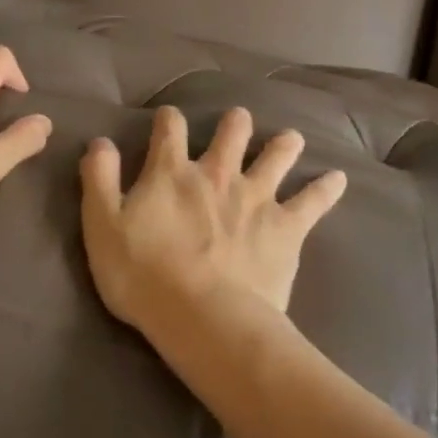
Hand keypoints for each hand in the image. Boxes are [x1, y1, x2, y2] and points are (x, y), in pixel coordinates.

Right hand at [79, 106, 346, 341]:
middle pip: (232, 133)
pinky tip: (338, 179)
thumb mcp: (102, 226)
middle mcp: (218, 174)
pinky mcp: (285, 226)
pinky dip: (326, 188)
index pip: (170, 130)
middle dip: (235, 123)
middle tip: (239, 120)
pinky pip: (313, 201)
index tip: (169, 119)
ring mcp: (256, 197)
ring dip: (283, 144)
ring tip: (290, 138)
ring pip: (276, 156)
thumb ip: (99, 179)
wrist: (203, 318)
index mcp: (172, 173)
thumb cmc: (144, 276)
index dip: (169, 121)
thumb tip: (100, 141)